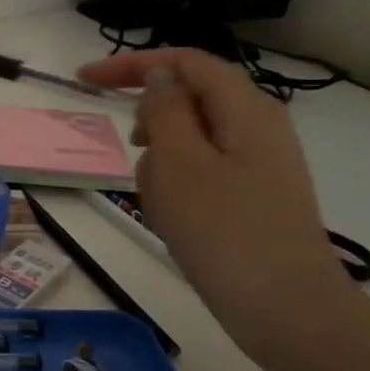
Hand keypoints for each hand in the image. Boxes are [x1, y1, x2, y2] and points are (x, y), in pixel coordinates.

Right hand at [78, 48, 352, 367]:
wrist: (286, 308)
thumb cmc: (222, 230)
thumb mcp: (178, 163)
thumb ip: (165, 109)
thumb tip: (160, 74)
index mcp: (245, 107)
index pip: (184, 62)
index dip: (132, 64)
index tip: (84, 82)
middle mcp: (258, 125)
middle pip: (189, 99)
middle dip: (150, 121)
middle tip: (129, 151)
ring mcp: (260, 163)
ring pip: (192, 141)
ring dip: (161, 162)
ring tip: (156, 203)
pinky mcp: (254, 196)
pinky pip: (203, 173)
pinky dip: (178, 186)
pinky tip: (173, 221)